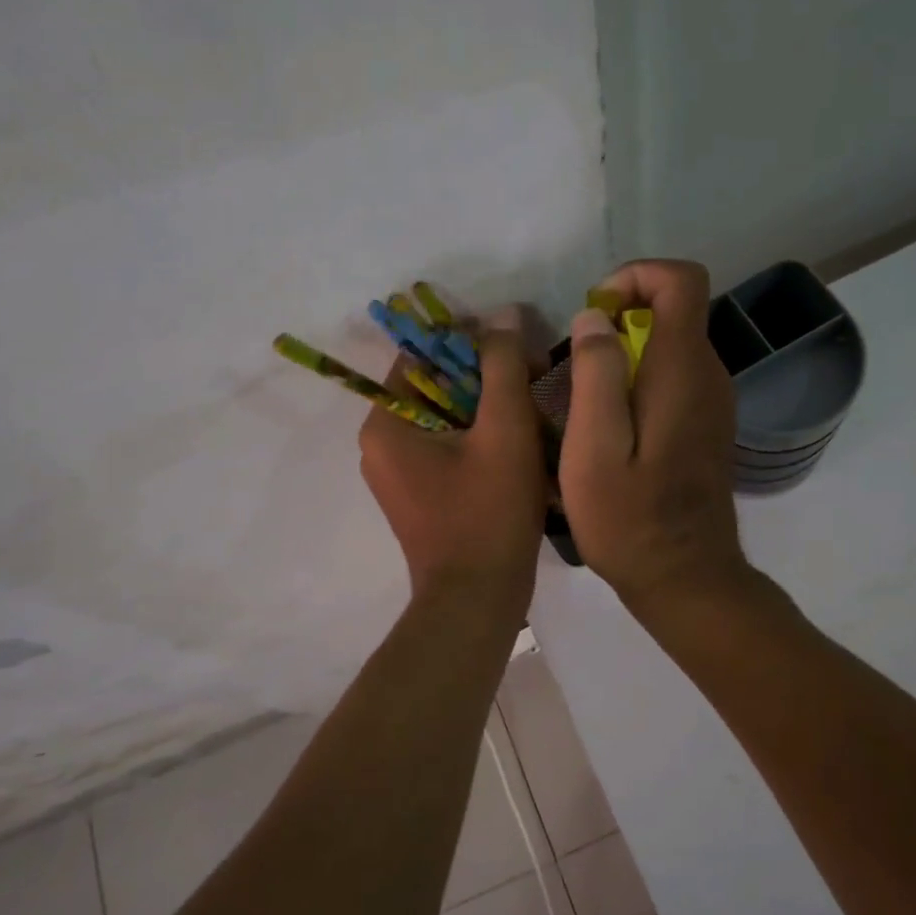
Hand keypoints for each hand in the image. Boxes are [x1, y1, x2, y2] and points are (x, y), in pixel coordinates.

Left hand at [359, 307, 546, 616]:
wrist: (477, 600)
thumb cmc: (489, 513)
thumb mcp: (505, 430)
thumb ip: (502, 366)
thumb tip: (502, 314)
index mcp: (386, 424)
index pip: (421, 355)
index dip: (470, 341)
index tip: (516, 347)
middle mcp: (381, 444)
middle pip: (436, 386)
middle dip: (486, 377)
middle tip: (534, 379)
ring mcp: (398, 473)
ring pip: (447, 417)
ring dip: (489, 407)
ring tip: (534, 412)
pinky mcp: (418, 495)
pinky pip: (449, 447)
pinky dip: (481, 438)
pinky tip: (519, 444)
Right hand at [559, 260, 751, 609]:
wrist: (686, 578)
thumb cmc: (631, 519)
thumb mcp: (594, 448)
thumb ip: (596, 374)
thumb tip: (596, 318)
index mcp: (683, 371)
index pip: (681, 280)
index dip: (636, 276)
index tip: (594, 312)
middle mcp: (709, 376)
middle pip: (675, 310)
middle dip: (622, 317)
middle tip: (576, 364)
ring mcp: (714, 402)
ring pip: (672, 345)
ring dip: (626, 352)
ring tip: (585, 398)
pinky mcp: (707, 426)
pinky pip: (675, 377)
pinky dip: (640, 379)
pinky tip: (610, 426)